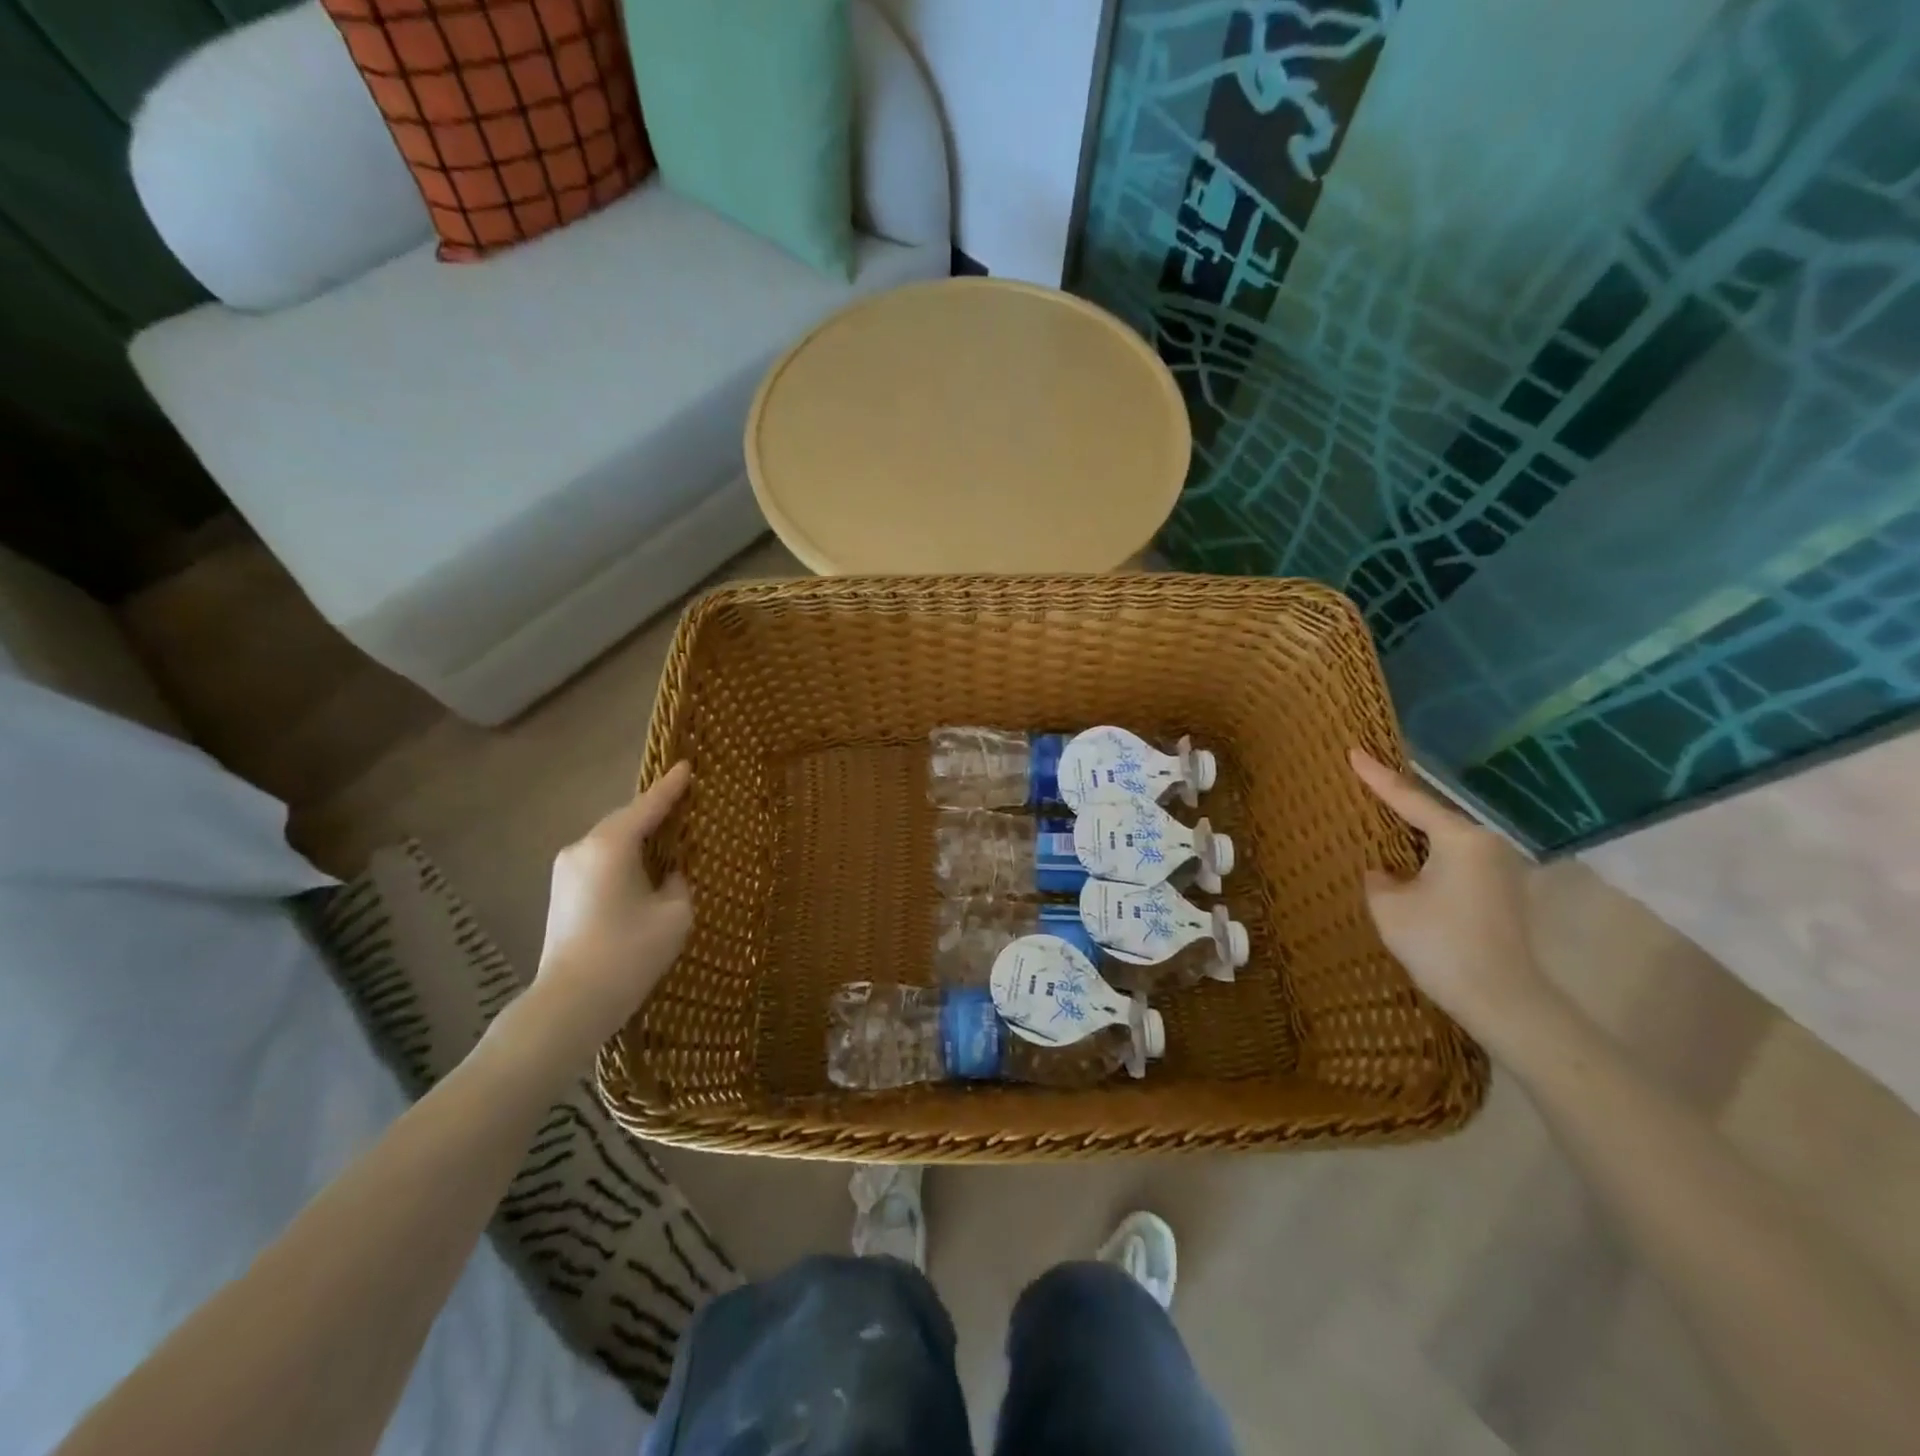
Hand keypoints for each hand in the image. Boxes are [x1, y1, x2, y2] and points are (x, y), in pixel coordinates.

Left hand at [513, 762, 694, 1067]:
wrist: (569, 1003)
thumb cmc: (629, 954)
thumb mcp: (675, 914)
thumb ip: (679, 883)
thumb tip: (670, 876)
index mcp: (611, 845)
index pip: (648, 805)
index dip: (671, 786)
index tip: (687, 765)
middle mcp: (583, 848)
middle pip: (625, 820)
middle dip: (654, 811)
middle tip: (684, 803)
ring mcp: (566, 870)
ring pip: (611, 840)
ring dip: (638, 837)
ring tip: (667, 836)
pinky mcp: (561, 892)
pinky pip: (600, 859)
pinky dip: (623, 856)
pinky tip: (642, 868)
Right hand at [1349, 748, 1559, 1047]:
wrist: (1502, 1001)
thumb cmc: (1440, 944)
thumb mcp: (1388, 906)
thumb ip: (1378, 877)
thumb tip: (1383, 871)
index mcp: (1460, 839)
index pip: (1410, 798)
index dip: (1377, 776)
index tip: (1353, 751)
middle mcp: (1486, 845)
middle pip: (1432, 815)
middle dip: (1398, 802)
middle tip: (1364, 783)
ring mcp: (1499, 870)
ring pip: (1444, 839)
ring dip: (1413, 833)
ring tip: (1381, 820)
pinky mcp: (1501, 893)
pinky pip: (1455, 859)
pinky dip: (1428, 855)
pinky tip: (1406, 861)